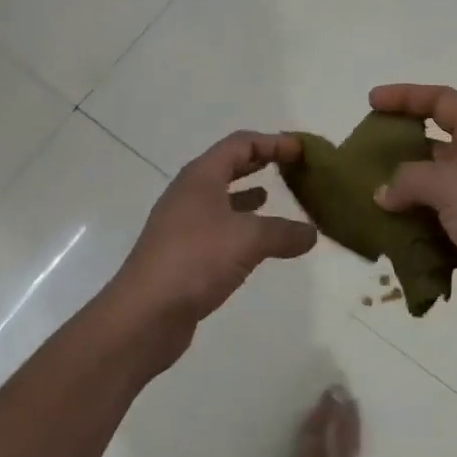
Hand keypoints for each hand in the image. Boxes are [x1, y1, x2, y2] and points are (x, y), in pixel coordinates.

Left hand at [106, 131, 317, 367]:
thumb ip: (283, 232)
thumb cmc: (195, 260)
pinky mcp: (182, 252)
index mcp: (201, 176)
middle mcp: (189, 193)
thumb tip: (311, 233)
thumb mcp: (248, 240)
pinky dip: (239, 225)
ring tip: (273, 196)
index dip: (272, 142)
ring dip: (247, 194)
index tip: (301, 149)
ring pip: (221, 197)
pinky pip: (217, 226)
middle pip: (228, 165)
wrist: (144, 314)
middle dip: (259, 162)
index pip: (240, 144)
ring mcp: (182, 223)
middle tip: (289, 165)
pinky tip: (254, 241)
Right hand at [369, 84, 456, 350]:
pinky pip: (431, 228)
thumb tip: (383, 193)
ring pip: (427, 191)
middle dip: (395, 150)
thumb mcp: (454, 185)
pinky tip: (384, 238)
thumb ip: (410, 180)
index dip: (407, 97)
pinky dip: (409, 231)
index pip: (442, 102)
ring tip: (363, 201)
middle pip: (430, 147)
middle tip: (359, 159)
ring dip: (398, 196)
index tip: (372, 102)